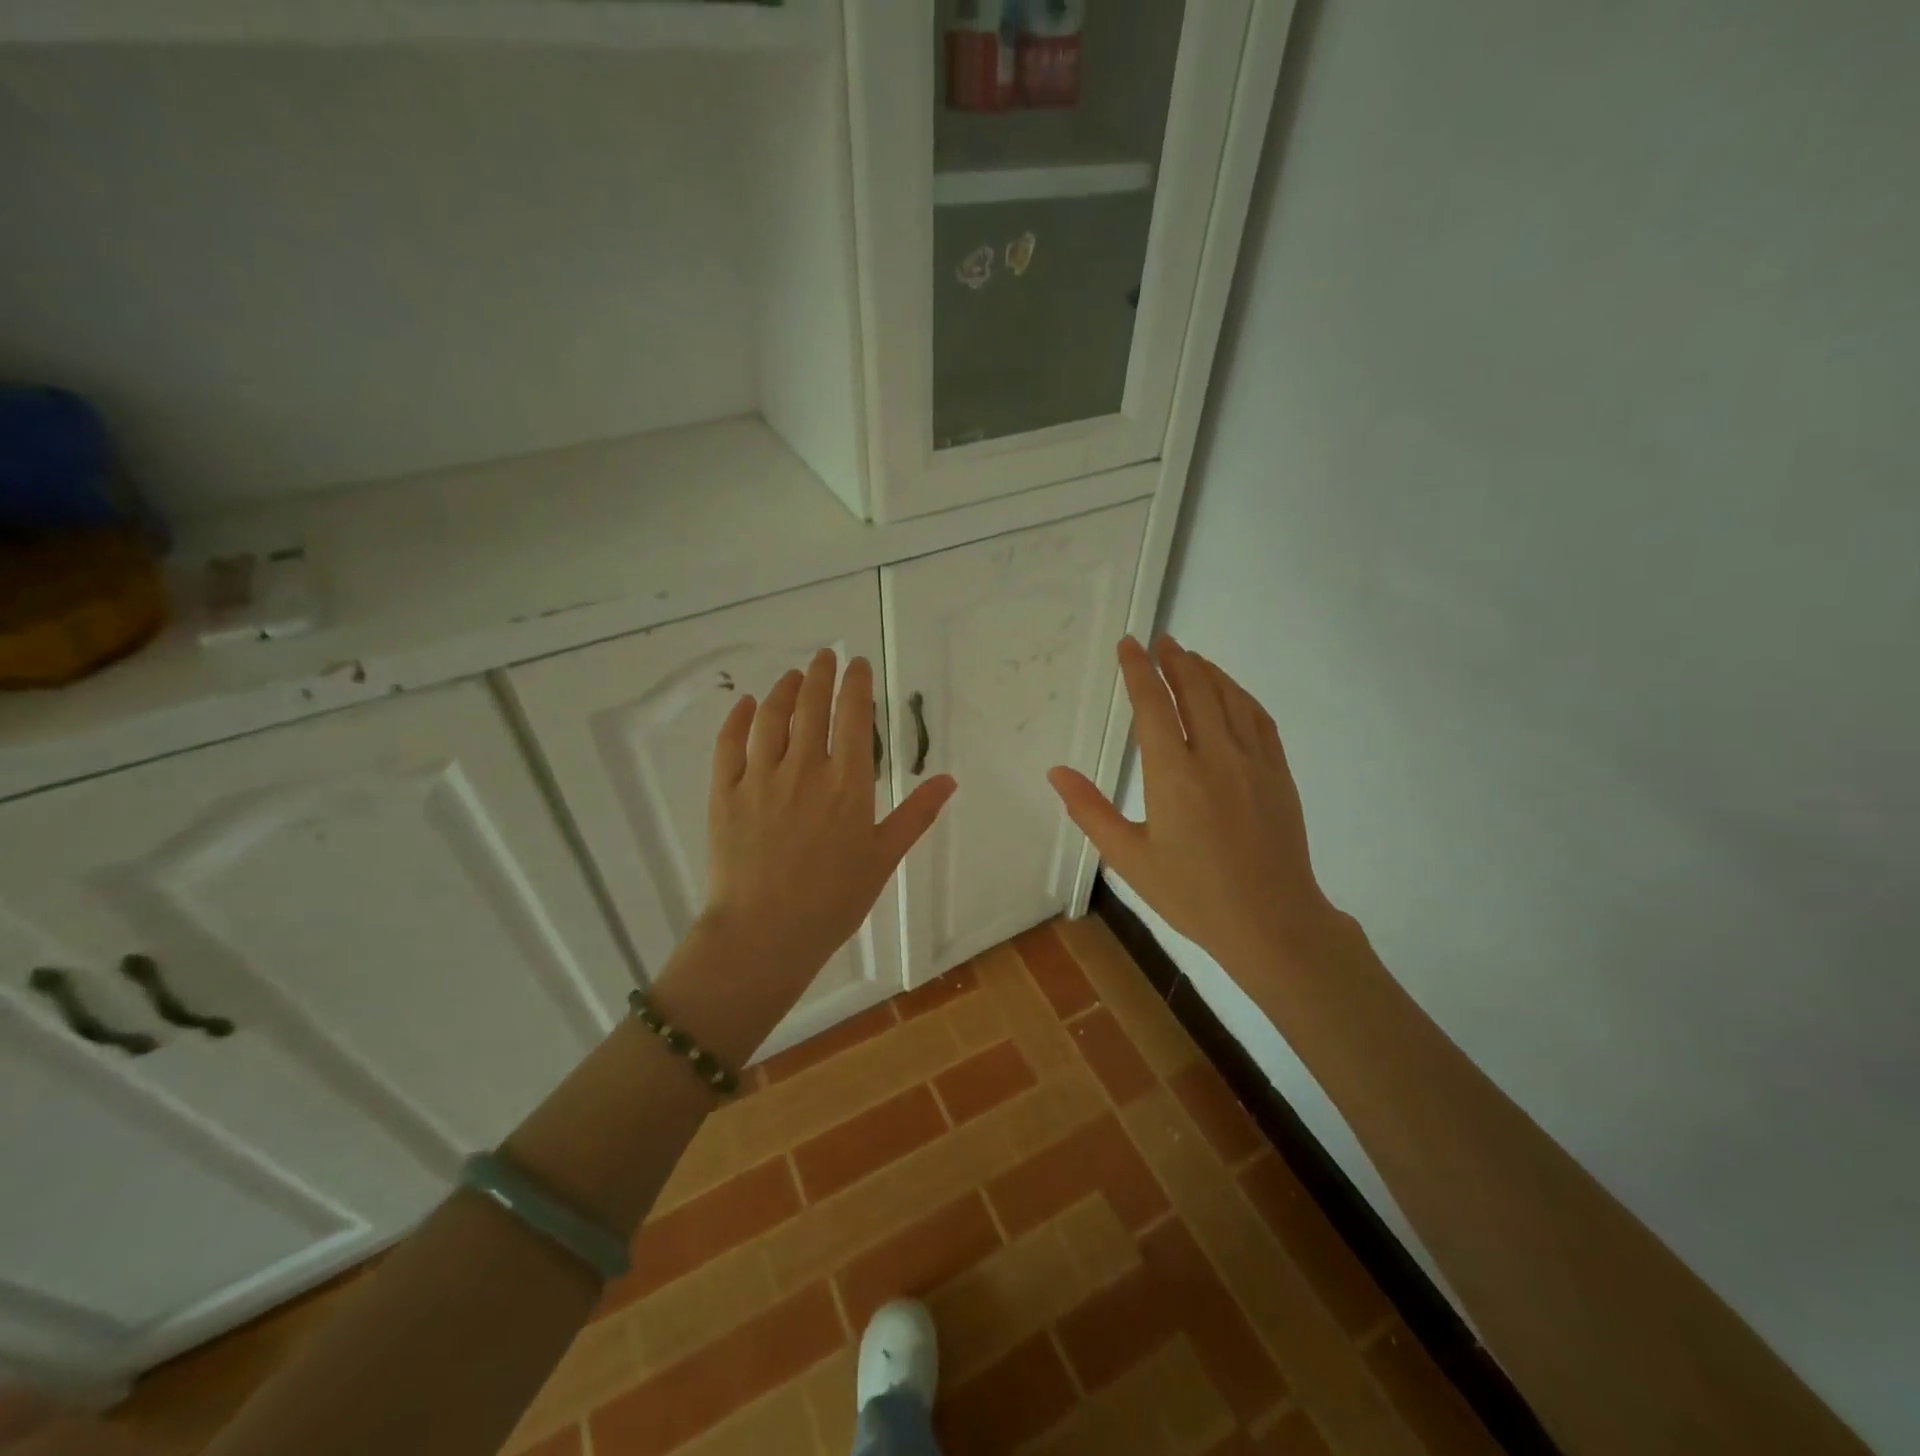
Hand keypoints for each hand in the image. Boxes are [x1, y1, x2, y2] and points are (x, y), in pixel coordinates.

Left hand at [682, 649, 954, 1032]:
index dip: (856, 684)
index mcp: (847, 783)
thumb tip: (948, 779)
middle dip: (819, 675)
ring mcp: (760, 778)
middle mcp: (804, 769)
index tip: (858, 664)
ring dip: (782, 690)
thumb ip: (915, 814)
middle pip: (810, 706)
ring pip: (771, 717)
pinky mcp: (725, 793)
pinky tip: (745, 704)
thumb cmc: (833, 901)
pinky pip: (730, 744)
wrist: (764, 934)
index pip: (853, 716)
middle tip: (825, 656)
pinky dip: (738, 718)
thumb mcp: (883, 858)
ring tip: (791, 676)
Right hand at [1047, 636, 1335, 976]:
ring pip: (1229, 698)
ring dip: (1207, 670)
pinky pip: (1259, 718)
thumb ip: (1090, 810)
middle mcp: (1215, 756)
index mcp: (1173, 775)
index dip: (1139, 670)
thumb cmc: (1192, 894)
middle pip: (1195, 690)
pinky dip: (1240, 695)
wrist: (1271, 921)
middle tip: (1160, 640)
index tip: (1130, 645)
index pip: (1153, 705)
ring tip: (1189, 655)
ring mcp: (1253, 762)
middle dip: (1174, 660)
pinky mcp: (1279, 773)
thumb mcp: (1129, 858)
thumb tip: (1056, 772)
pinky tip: (1230, 691)